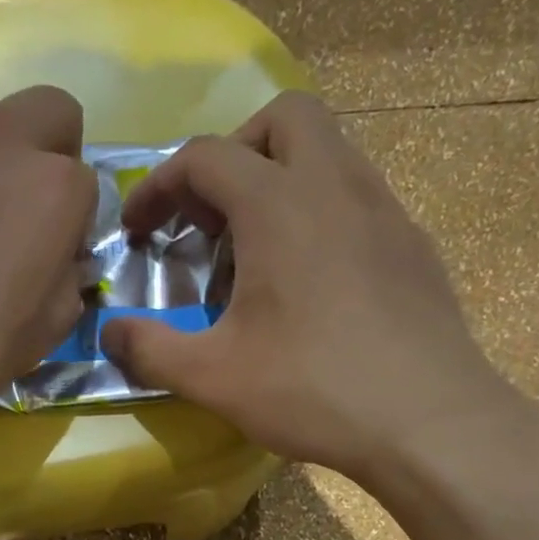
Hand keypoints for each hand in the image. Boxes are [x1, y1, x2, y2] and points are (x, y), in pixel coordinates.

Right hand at [101, 91, 514, 485]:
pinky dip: (320, 211)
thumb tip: (109, 332)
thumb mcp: (211, 377)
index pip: (204, 157)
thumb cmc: (312, 389)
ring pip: (330, 150)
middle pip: (282, 119)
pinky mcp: (412, 243)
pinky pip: (358, 195)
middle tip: (211, 216)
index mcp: (278, 204)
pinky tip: (310, 279)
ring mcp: (384, 209)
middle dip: (233, 153)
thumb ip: (149, 349)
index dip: (158, 187)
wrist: (429, 420)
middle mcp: (335, 185)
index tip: (139, 233)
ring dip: (281, 178)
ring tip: (256, 249)